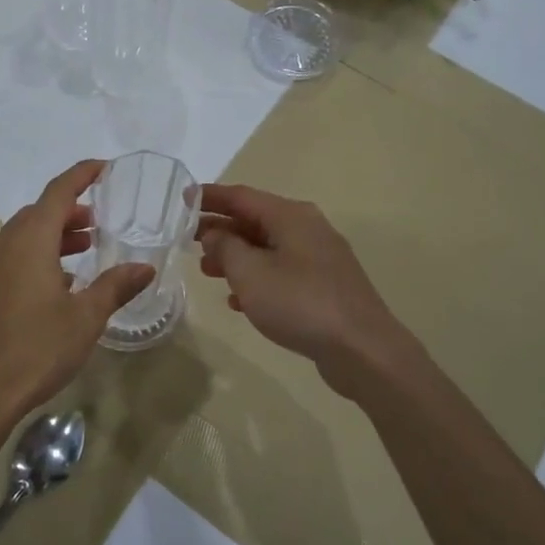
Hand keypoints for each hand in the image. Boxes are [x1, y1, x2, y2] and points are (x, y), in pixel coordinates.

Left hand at [0, 160, 153, 421]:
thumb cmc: (38, 348)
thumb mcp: (86, 317)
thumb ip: (115, 286)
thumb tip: (144, 267)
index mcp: (30, 241)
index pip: (58, 192)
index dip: (82, 175)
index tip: (105, 168)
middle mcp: (5, 244)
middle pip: (39, 211)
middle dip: (70, 209)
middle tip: (100, 220)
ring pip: (25, 233)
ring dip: (55, 233)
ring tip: (86, 246)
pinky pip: (14, 254)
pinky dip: (39, 253)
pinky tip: (60, 281)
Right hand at [197, 183, 408, 385]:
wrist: (361, 348)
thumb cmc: (300, 303)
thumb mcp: (250, 273)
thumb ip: (225, 247)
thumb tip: (215, 233)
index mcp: (290, 216)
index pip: (241, 196)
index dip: (210, 197)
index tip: (183, 198)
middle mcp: (307, 228)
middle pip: (255, 221)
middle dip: (220, 229)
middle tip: (188, 240)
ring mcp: (319, 258)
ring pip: (267, 248)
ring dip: (235, 256)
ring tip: (207, 271)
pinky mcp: (325, 286)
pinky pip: (282, 273)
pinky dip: (257, 279)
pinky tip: (238, 301)